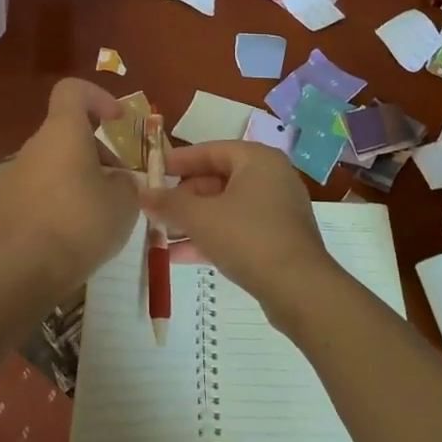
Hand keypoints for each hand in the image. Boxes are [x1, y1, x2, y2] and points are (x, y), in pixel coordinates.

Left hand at [0, 79, 141, 296]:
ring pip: (54, 161)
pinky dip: (59, 198)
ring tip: (100, 212)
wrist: (28, 268)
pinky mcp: (7, 203)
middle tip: (119, 183)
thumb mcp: (124, 201)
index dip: (97, 97)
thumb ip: (125, 182)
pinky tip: (73, 230)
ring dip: (78, 175)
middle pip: (67, 132)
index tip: (116, 121)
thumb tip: (118, 181)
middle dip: (96, 151)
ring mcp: (16, 174)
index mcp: (62, 131)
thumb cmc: (83, 222)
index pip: (72, 91)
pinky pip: (40, 188)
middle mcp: (35, 145)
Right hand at [145, 141, 341, 318]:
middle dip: (183, 198)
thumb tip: (141, 193)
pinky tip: (179, 256)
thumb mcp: (200, 217)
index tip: (152, 172)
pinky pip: (237, 230)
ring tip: (160, 235)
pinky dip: (211, 238)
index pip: (210, 150)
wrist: (300, 290)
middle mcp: (271, 178)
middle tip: (156, 210)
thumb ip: (168, 203)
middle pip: (217, 180)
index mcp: (257, 160)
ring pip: (225, 208)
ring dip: (193, 221)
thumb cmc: (248, 237)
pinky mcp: (278, 240)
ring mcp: (277, 211)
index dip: (178, 161)